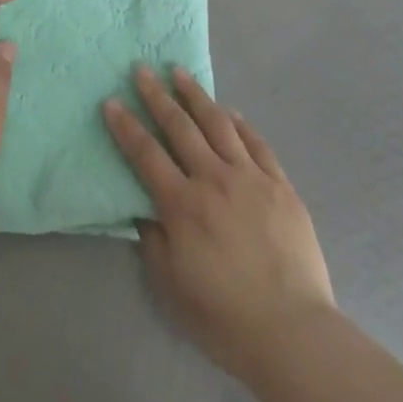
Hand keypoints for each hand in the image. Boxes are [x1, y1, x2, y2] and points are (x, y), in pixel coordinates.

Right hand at [104, 67, 335, 380]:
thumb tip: (143, 207)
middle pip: (180, 127)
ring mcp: (251, 178)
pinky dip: (240, 124)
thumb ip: (153, 239)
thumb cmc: (224, 317)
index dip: (126, 126)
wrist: (291, 332)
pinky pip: (257, 143)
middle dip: (157, 96)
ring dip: (196, 95)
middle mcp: (214, 180)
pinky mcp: (280, 185)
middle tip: (143, 70)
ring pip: (219, 124)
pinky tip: (230, 112)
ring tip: (180, 72)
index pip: (146, 154)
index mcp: (183, 205)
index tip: (111, 101)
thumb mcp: (171, 284)